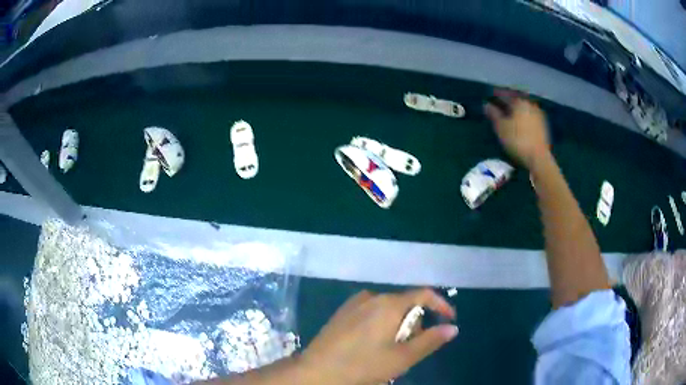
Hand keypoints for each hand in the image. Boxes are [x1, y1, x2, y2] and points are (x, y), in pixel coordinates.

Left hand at [299, 289, 457, 384]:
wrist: (316, 371)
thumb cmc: (362, 366)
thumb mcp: (402, 358)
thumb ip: (430, 341)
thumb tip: (452, 328)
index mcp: (388, 304)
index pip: (423, 294)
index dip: (440, 305)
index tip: (449, 320)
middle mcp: (371, 296)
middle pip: (405, 305)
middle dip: (414, 324)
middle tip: (409, 349)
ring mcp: (354, 303)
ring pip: (388, 310)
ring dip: (397, 327)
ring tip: (389, 352)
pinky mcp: (342, 312)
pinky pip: (371, 313)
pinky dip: (381, 326)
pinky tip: (371, 346)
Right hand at [485, 90, 550, 168]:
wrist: (539, 158)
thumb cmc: (517, 140)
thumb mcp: (501, 127)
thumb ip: (493, 114)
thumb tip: (486, 105)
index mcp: (519, 101)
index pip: (505, 94)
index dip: (496, 95)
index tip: (489, 96)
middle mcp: (530, 104)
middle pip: (516, 100)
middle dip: (507, 102)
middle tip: (498, 105)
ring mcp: (538, 115)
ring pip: (523, 109)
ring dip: (515, 110)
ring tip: (508, 115)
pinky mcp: (543, 126)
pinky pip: (529, 117)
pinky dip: (523, 117)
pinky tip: (519, 123)